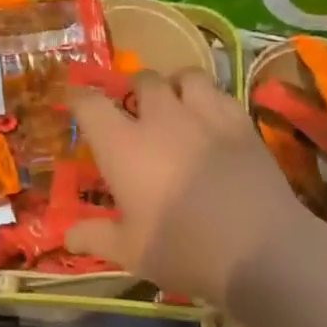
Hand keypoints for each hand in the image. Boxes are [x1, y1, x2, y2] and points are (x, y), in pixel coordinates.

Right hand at [68, 70, 320, 309]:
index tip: (78, 102)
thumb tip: (67, 236)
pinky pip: (220, 92)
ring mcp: (204, 115)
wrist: (259, 250)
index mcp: (123, 146)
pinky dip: (209, 98)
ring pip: (185, 75)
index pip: (90, 104)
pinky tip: (211, 118)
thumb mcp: (131, 251)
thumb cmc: (184, 250)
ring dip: (174, 84)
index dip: (80, 98)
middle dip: (133, 89)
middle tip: (135, 111)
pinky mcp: (241, 122)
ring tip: (176, 104)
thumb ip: (96, 237)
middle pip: (142, 79)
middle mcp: (160, 118)